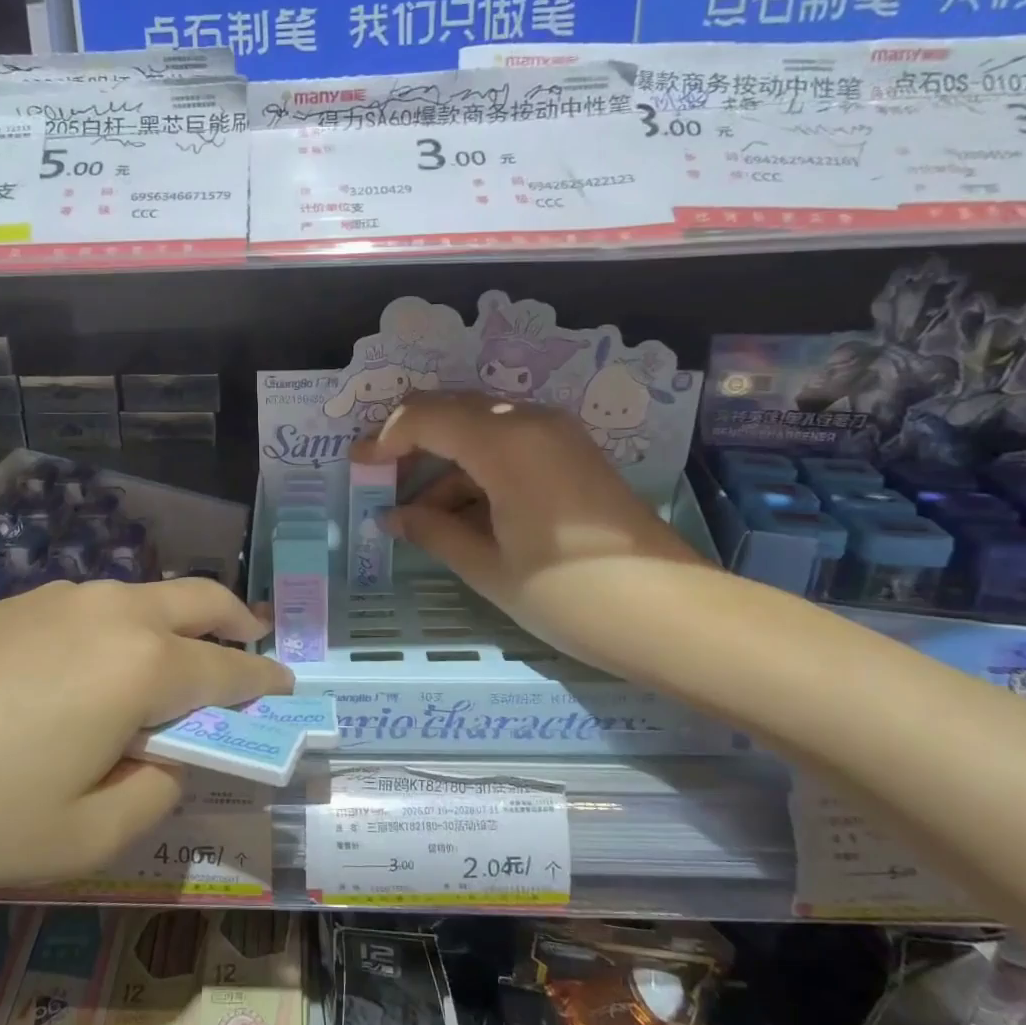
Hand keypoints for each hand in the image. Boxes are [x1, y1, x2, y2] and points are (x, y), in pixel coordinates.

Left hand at [0, 578, 291, 894]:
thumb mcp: (80, 838)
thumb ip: (151, 795)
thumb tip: (166, 759)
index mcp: (139, 664)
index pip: (228, 670)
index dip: (265, 682)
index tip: (288, 689)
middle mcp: (110, 612)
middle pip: (199, 598)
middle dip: (237, 622)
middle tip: (252, 649)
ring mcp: (57, 598)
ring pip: (146, 595)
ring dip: (180, 621)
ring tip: (177, 663)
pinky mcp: (14, 602)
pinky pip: (98, 605)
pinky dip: (128, 625)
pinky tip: (100, 665)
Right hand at [350, 393, 704, 662]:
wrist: (668, 614)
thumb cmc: (567, 593)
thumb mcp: (488, 566)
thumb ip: (433, 531)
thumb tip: (393, 517)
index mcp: (505, 442)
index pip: (427, 417)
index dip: (385, 438)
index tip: (358, 465)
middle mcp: (531, 422)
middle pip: (454, 410)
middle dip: (412, 440)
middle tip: (381, 478)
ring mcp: (558, 437)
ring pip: (482, 429)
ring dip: (445, 462)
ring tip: (419, 514)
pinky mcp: (573, 456)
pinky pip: (510, 446)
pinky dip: (478, 471)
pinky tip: (462, 514)